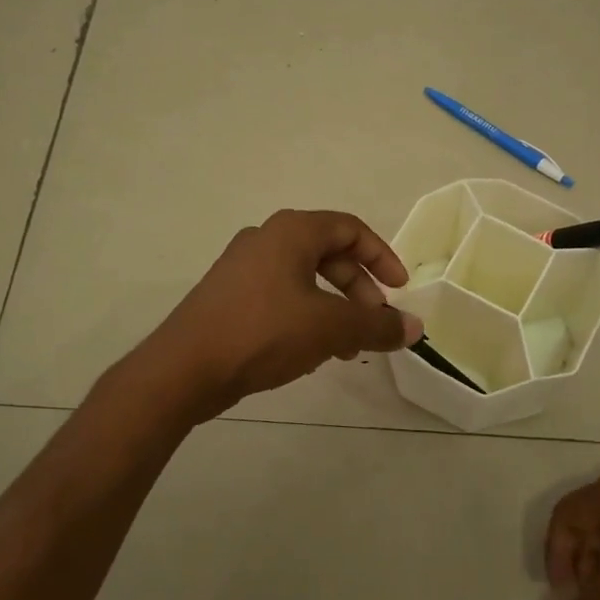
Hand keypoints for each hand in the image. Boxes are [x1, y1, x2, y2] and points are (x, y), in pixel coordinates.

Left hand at [150, 210, 422, 418]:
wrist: (183, 369)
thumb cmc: (263, 333)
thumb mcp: (330, 329)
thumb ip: (377, 326)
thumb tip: (416, 328)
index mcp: (291, 232)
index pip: (351, 229)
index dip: (382, 257)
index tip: (400, 290)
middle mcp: (265, 240)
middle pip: (329, 254)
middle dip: (359, 290)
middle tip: (374, 322)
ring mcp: (242, 268)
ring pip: (305, 280)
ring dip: (335, 309)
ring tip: (346, 348)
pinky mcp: (228, 297)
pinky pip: (281, 297)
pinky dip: (306, 317)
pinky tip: (309, 353)